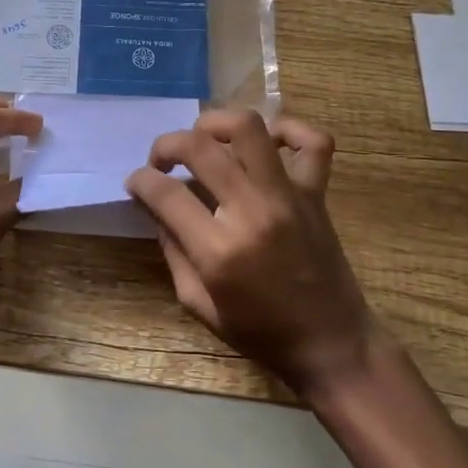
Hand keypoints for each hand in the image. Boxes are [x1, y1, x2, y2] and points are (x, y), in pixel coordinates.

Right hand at [126, 110, 378, 397]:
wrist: (331, 344)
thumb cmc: (260, 332)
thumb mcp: (198, 304)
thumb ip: (173, 251)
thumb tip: (158, 207)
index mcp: (219, 250)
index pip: (165, 193)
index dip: (140, 181)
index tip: (136, 183)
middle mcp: (253, 212)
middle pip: (199, 147)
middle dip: (166, 144)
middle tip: (161, 160)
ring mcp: (289, 196)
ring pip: (250, 128)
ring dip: (217, 123)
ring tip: (205, 140)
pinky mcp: (316, 193)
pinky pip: (312, 142)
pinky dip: (289, 131)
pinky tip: (268, 143)